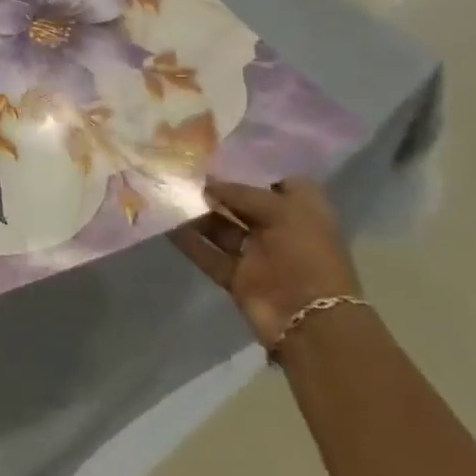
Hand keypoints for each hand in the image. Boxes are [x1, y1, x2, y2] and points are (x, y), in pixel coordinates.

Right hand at [171, 179, 359, 347]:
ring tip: (166, 190)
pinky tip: (164, 223)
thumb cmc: (306, 254)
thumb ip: (240, 193)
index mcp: (301, 210)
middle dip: (214, 187)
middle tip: (180, 168)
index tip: (216, 153)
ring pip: (221, 227)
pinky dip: (188, 241)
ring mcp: (257, 254)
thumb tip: (206, 182)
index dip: (249, 166)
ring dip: (197, 212)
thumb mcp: (280, 210)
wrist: (311, 322)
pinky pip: (208, 253)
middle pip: (242, 202)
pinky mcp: (237, 277)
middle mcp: (279, 228)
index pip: (275, 179)